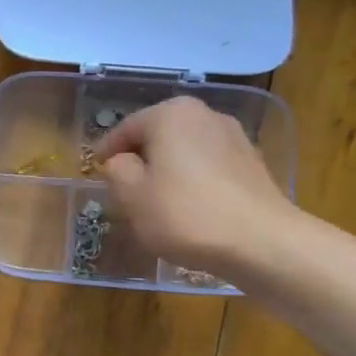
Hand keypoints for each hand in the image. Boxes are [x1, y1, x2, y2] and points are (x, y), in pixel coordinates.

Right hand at [97, 97, 296, 279]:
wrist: (261, 241)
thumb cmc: (185, 214)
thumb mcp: (132, 195)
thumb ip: (117, 171)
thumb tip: (121, 162)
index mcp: (170, 114)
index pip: (125, 129)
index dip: (106, 151)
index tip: (95, 171)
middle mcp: (204, 114)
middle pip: (158, 136)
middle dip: (140, 159)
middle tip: (123, 187)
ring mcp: (234, 136)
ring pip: (184, 150)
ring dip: (167, 169)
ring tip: (155, 200)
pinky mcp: (252, 163)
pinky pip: (208, 166)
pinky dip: (193, 180)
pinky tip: (189, 208)